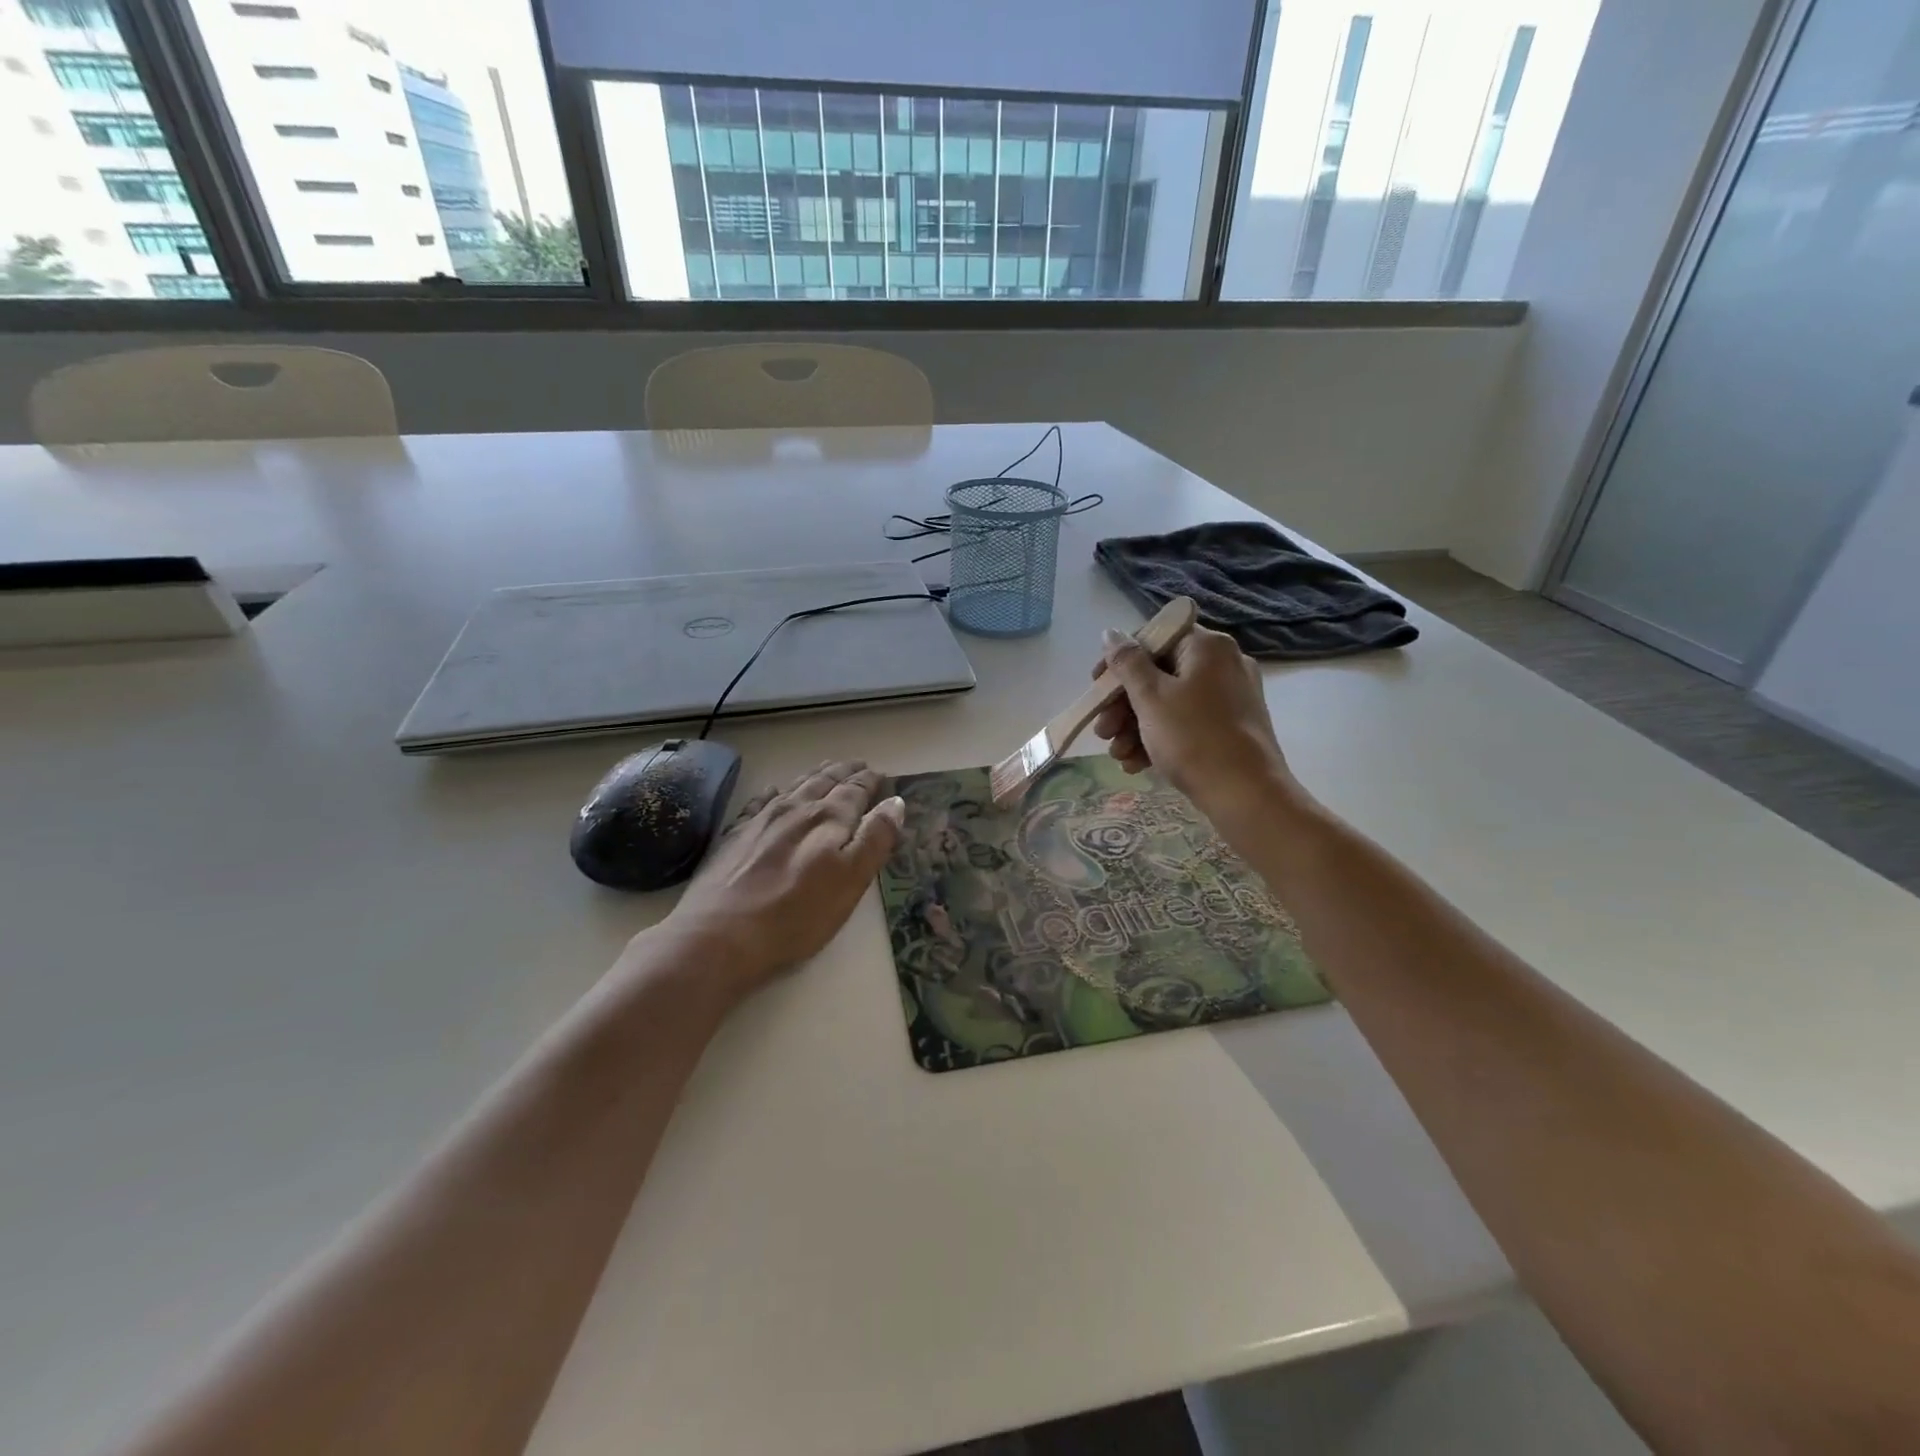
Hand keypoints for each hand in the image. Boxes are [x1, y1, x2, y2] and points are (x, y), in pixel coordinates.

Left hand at [659, 760, 903, 998]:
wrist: (720, 935)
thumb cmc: (797, 915)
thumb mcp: (851, 881)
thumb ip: (875, 839)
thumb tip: (895, 802)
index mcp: (829, 819)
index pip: (855, 791)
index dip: (869, 781)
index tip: (880, 774)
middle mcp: (797, 809)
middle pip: (825, 782)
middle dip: (845, 772)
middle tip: (858, 764)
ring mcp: (762, 820)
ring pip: (795, 787)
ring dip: (815, 776)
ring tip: (827, 768)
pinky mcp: (735, 835)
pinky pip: (759, 802)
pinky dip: (773, 792)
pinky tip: (773, 791)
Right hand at [1092, 625, 1294, 817]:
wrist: (1247, 796)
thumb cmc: (1194, 739)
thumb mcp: (1151, 698)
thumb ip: (1127, 663)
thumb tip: (1111, 633)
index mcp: (1207, 647)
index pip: (1153, 639)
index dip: (1119, 662)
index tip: (1096, 688)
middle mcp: (1223, 664)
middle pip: (1159, 674)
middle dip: (1124, 704)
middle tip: (1102, 732)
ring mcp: (1231, 697)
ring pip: (1170, 702)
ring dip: (1136, 726)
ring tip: (1118, 756)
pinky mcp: (1232, 727)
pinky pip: (1187, 722)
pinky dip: (1161, 738)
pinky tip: (1138, 765)